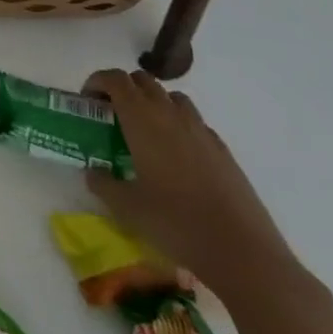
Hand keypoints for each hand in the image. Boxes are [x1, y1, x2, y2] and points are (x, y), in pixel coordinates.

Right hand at [83, 69, 301, 301]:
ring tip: (145, 132)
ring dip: (153, 103)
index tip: (88, 101)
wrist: (244, 254)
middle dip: (123, 89)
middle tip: (112, 116)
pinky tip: (177, 158)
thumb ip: (102, 183)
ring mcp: (201, 131)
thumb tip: (93, 171)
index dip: (97, 82)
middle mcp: (170, 114)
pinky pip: (195, 122)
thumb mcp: (126, 207)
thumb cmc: (176, 223)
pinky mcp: (224, 151)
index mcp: (142, 119)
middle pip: (143, 80)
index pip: (115, 79)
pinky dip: (179, 125)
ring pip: (172, 97)